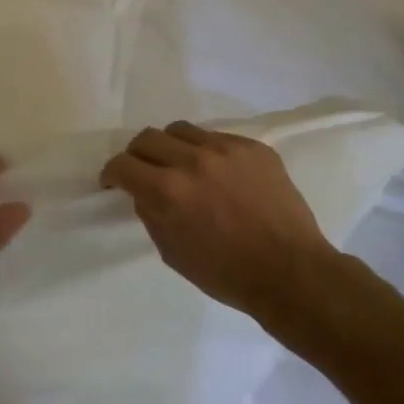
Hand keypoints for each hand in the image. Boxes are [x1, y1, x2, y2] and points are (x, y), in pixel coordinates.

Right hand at [101, 121, 340, 326]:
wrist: (290, 272)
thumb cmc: (225, 273)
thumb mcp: (171, 251)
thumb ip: (151, 213)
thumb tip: (143, 191)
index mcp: (168, 191)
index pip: (122, 164)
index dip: (112, 174)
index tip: (114, 182)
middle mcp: (193, 161)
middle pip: (147, 138)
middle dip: (137, 156)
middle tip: (144, 172)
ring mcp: (226, 149)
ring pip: (181, 130)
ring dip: (171, 147)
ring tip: (180, 165)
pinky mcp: (254, 147)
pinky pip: (217, 137)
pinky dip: (206, 152)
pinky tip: (217, 174)